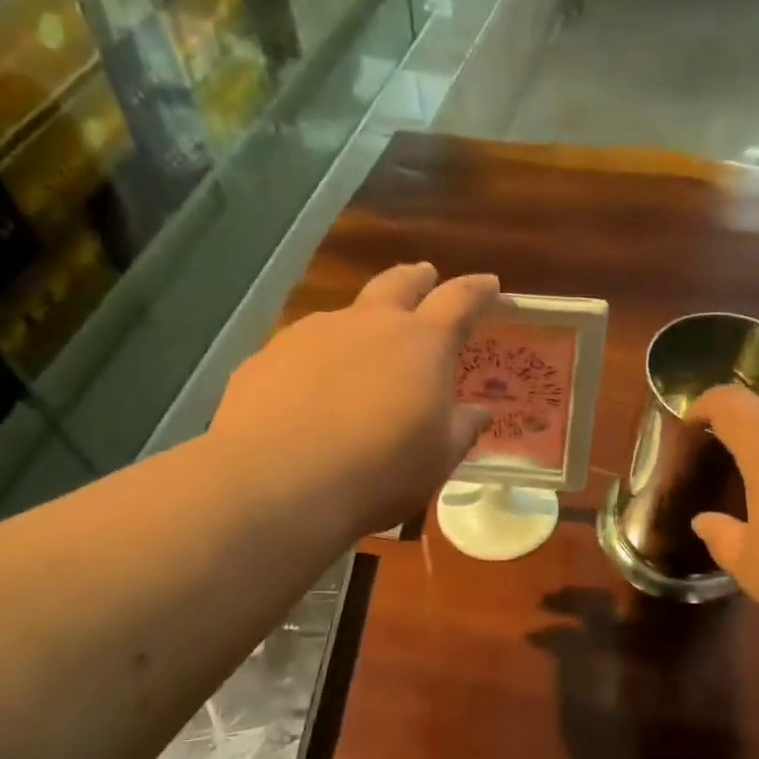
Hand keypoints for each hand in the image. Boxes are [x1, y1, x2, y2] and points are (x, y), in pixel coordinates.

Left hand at [209, 263, 498, 538]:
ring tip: (365, 347)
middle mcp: (369, 323)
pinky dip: (320, 355)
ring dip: (364, 321)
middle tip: (426, 275)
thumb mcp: (436, 459)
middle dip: (417, 278)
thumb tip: (479, 412)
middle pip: (398, 283)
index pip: (459, 300)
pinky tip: (312, 387)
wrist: (275, 482)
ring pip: (347, 313)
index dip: (477, 291)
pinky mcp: (268, 354)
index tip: (490, 285)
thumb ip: (460, 429)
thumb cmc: (377, 471)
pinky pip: (305, 345)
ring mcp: (312, 333)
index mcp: (421, 343)